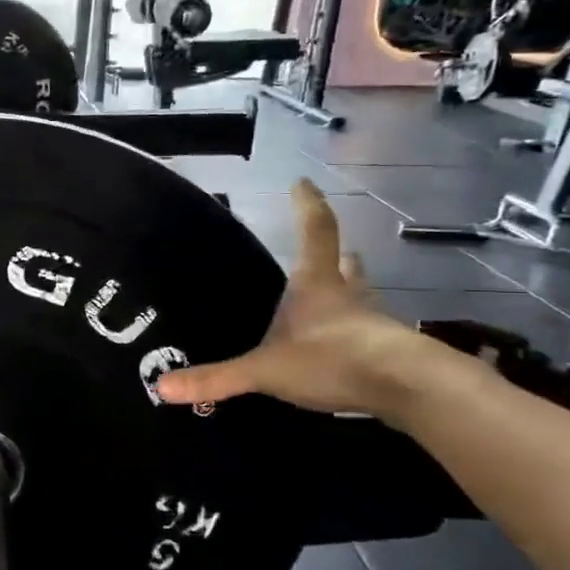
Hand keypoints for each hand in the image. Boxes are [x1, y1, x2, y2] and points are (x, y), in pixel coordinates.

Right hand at [156, 180, 432, 417]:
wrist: (407, 388)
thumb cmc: (332, 359)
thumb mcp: (265, 370)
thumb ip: (217, 378)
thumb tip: (162, 387)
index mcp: (317, 284)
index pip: (314, 231)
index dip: (306, 205)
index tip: (302, 181)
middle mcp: (348, 295)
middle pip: (347, 264)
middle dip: (338, 256)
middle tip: (331, 253)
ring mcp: (374, 323)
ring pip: (363, 298)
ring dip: (352, 293)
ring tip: (338, 299)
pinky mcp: (391, 351)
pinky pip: (373, 334)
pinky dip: (360, 334)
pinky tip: (350, 349)